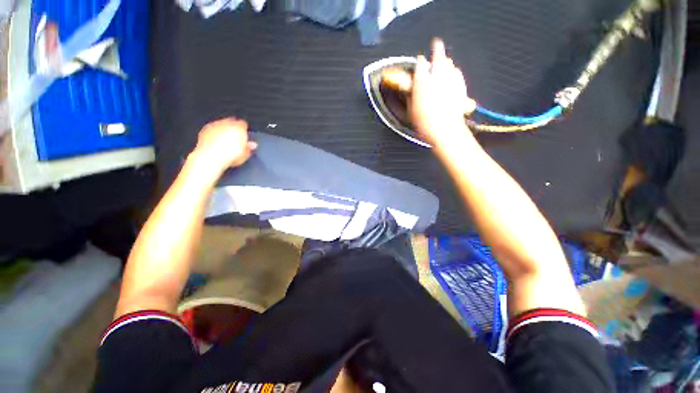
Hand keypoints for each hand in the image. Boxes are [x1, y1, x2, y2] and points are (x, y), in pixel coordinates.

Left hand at [190, 117, 256, 174]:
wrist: (211, 157)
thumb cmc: (229, 155)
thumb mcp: (245, 154)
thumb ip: (249, 147)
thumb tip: (252, 145)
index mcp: (238, 128)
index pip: (243, 124)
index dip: (244, 130)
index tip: (244, 136)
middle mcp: (226, 124)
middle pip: (231, 123)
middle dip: (233, 130)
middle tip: (235, 139)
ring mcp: (215, 126)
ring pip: (221, 125)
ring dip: (223, 131)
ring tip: (225, 141)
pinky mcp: (205, 130)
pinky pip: (211, 129)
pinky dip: (214, 134)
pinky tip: (216, 142)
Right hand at [410, 39, 475, 145]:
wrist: (444, 129)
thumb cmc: (424, 122)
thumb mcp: (410, 111)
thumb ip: (410, 96)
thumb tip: (410, 90)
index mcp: (422, 82)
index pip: (420, 65)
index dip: (420, 62)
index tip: (419, 61)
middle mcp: (437, 76)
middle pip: (438, 56)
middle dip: (437, 49)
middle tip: (437, 44)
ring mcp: (451, 80)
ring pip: (449, 63)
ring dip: (446, 61)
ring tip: (445, 60)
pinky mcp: (461, 86)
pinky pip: (458, 73)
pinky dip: (455, 72)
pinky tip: (454, 74)